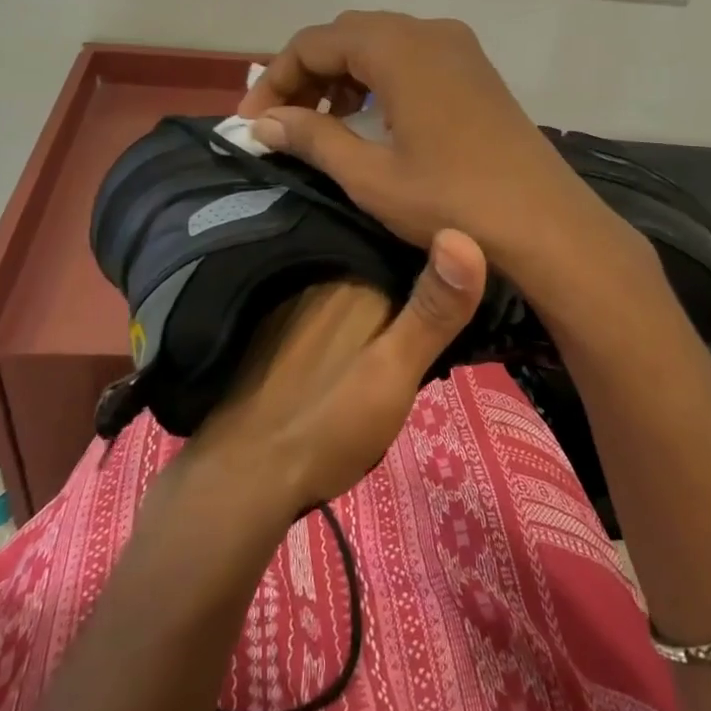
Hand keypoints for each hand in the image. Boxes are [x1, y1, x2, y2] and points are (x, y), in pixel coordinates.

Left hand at [184, 229, 486, 511]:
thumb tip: (464, 235)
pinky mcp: (276, 322)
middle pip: (382, 264)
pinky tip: (354, 335)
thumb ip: (433, 310)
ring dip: (379, 294)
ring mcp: (295, 297)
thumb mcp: (395, 369)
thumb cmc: (329, 421)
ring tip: (410, 315)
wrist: (245, 475)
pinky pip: (327, 300)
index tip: (466, 276)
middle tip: (445, 305)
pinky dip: (347, 312)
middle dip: (409, 277)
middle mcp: (322, 273)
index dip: (438, 262)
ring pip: (354, 283)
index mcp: (355, 276)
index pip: (409, 248)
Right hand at [239, 12, 641, 287]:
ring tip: (323, 122)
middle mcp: (429, 31)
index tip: (253, 122)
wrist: (545, 221)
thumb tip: (263, 122)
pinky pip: (412, 56)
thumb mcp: (370, 175)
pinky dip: (380, 77)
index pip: (315, 42)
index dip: (276, 78)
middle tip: (284, 122)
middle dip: (308, 73)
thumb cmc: (452, 200)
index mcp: (398, 47)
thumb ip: (312, 138)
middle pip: (347, 35)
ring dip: (344, 74)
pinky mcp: (476, 68)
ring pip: (381, 42)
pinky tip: (372, 117)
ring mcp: (458, 47)